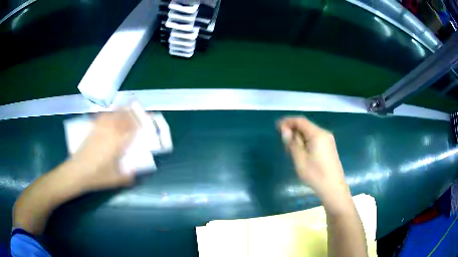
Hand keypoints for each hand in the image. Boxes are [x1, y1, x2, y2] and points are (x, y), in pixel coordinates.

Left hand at [69, 109, 139, 191]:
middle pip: (123, 119)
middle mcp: (109, 133)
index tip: (147, 118)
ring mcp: (100, 130)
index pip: (131, 129)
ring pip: (113, 116)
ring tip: (127, 107)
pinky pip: (102, 118)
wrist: (77, 171)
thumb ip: (128, 176)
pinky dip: (109, 114)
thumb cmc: (97, 176)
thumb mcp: (115, 180)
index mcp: (117, 144)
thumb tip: (135, 173)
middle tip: (139, 110)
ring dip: (121, 111)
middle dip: (132, 113)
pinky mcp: (92, 130)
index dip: (140, 122)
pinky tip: (111, 114)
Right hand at [279, 116, 347, 197]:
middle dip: (293, 130)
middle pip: (306, 126)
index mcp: (317, 134)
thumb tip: (285, 130)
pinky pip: (315, 139)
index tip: (276, 127)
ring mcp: (328, 140)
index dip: (288, 121)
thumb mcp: (300, 159)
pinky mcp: (329, 147)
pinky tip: (301, 152)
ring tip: (291, 150)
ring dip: (299, 137)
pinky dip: (306, 141)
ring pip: (310, 133)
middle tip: (283, 143)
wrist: (333, 188)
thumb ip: (292, 143)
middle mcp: (324, 133)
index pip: (300, 121)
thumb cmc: (315, 174)